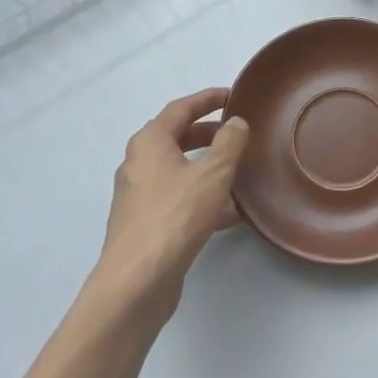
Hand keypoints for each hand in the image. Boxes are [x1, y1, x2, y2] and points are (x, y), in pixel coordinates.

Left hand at [98, 87, 249, 302]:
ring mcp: (139, 195)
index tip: (232, 95)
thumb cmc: (174, 216)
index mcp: (150, 142)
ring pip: (179, 171)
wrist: (136, 281)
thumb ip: (229, 143)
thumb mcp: (212, 174)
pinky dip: (202, 196)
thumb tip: (235, 123)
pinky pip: (178, 198)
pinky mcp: (145, 224)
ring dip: (208, 167)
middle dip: (209, 133)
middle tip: (238, 133)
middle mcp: (139, 163)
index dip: (208, 99)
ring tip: (240, 172)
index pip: (181, 108)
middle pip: (177, 137)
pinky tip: (230, 213)